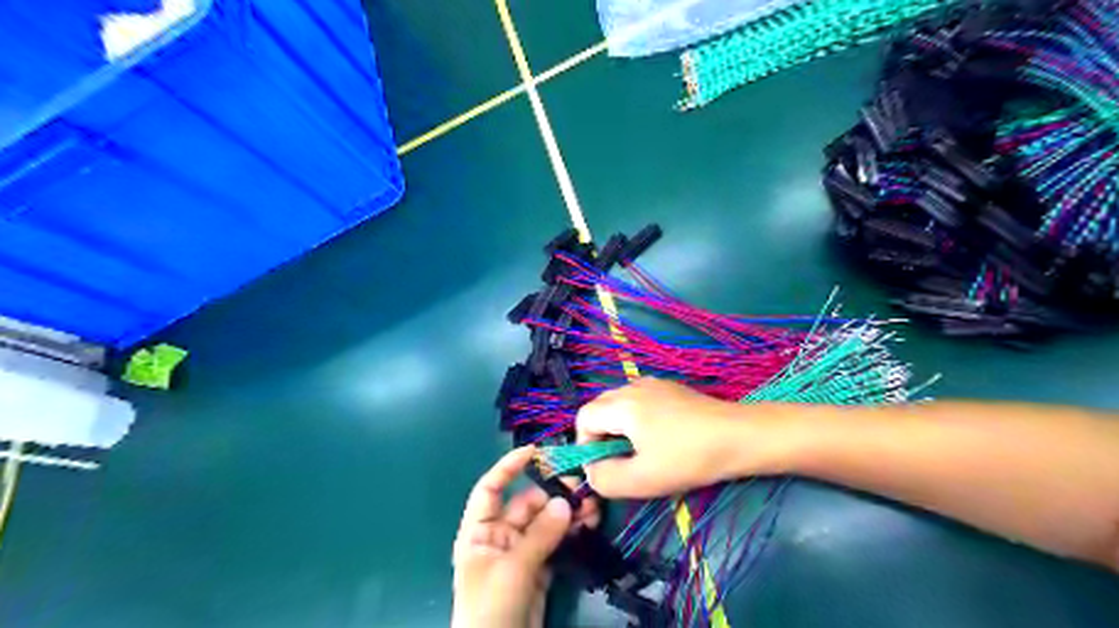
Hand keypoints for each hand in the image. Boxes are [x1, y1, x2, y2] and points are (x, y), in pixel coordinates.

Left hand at [449, 447, 597, 626]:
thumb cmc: (491, 608)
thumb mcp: (513, 569)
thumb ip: (540, 534)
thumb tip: (565, 502)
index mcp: (479, 532)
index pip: (490, 489)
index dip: (508, 468)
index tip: (534, 451)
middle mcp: (499, 537)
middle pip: (526, 505)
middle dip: (553, 494)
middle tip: (581, 487)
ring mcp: (521, 553)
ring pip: (545, 523)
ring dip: (567, 512)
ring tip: (592, 505)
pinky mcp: (539, 569)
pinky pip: (556, 542)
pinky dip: (572, 532)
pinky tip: (589, 523)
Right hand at [576, 374, 750, 497]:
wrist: (739, 436)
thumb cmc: (689, 458)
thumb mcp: (643, 479)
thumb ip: (606, 478)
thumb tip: (591, 471)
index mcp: (622, 404)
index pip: (583, 417)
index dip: (584, 444)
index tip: (602, 467)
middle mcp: (633, 386)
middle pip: (600, 407)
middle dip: (600, 435)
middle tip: (619, 461)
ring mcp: (654, 384)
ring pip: (619, 404)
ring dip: (618, 427)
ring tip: (639, 451)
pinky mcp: (671, 388)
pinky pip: (638, 401)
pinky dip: (636, 419)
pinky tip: (660, 438)